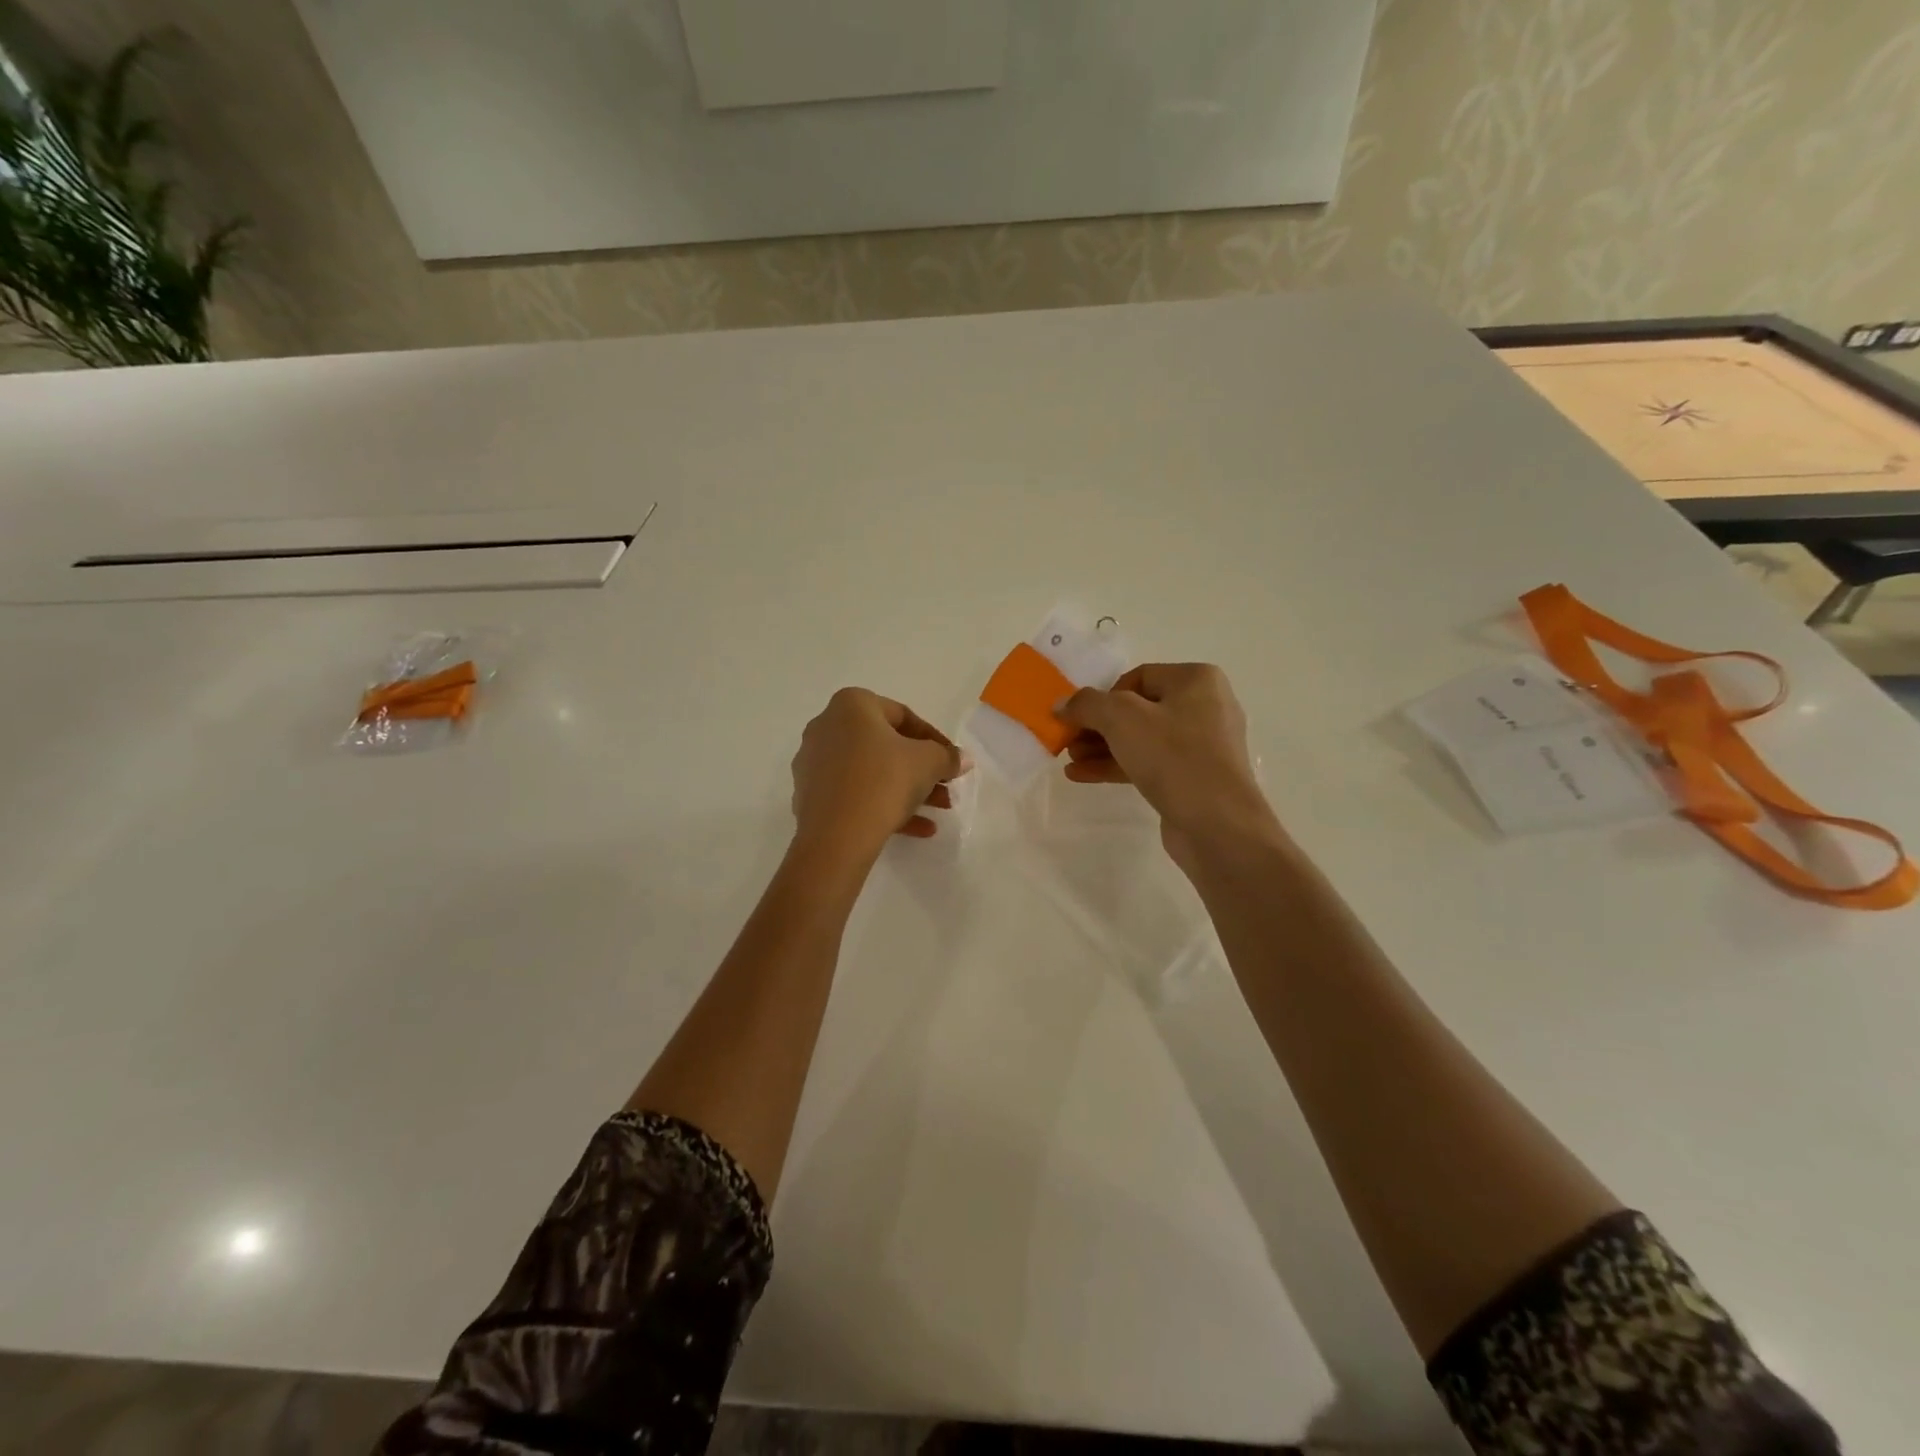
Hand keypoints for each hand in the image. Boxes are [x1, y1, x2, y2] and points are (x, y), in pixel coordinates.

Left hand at [790, 688, 966, 860]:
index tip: (952, 762)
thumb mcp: (928, 763)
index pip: (903, 716)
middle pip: (885, 746)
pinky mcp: (809, 796)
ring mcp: (813, 763)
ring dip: (907, 790)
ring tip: (938, 812)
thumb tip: (962, 758)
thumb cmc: (884, 781)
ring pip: (870, 772)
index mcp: (852, 705)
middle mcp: (826, 726)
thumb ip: (947, 757)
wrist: (836, 835)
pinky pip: (854, 794)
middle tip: (946, 788)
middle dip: (921, 769)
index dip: (934, 740)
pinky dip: (883, 805)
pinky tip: (916, 830)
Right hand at [1056, 664, 1281, 869]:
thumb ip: (1087, 704)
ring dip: (1103, 747)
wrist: (1218, 825)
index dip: (1102, 696)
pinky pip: (1151, 763)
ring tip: (1070, 760)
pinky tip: (1084, 775)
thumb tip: (1062, 704)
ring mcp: (1203, 745)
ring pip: (1142, 739)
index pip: (1137, 677)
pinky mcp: (1195, 777)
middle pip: (1138, 709)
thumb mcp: (1121, 719)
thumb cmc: (1173, 757)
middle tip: (1068, 742)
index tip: (1078, 719)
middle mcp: (1205, 706)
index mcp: (1197, 680)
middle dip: (1098, 726)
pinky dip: (1118, 766)